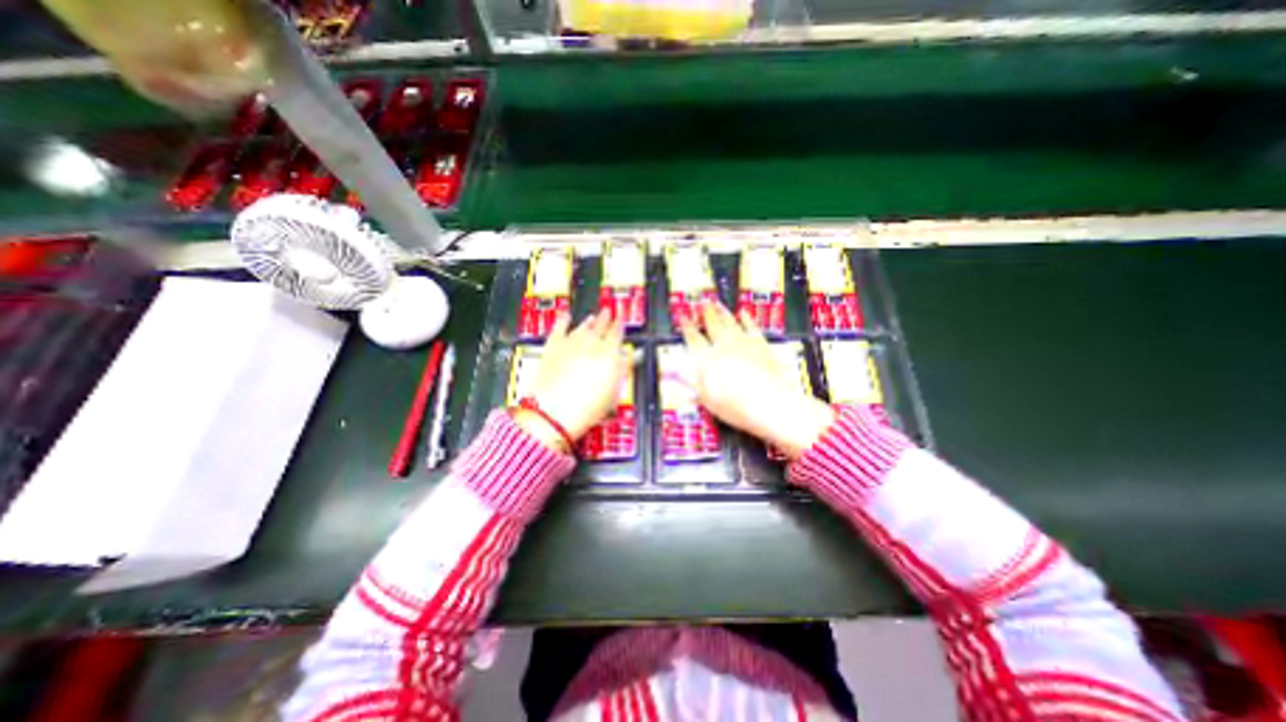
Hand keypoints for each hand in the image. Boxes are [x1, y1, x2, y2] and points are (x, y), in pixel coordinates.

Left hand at [515, 314, 630, 450]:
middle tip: (609, 312)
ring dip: (589, 321)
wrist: (552, 412)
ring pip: (583, 326)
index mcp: (609, 354)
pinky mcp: (552, 347)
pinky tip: (565, 316)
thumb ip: (623, 369)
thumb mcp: (613, 392)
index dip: (620, 325)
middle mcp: (591, 344)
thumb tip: (633, 356)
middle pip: (601, 327)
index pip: (617, 334)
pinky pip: (559, 328)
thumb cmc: (587, 408)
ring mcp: (570, 343)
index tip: (622, 319)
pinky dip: (563, 321)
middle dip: (606, 319)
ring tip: (593, 317)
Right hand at [678, 302, 841, 458]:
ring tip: (717, 304)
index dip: (686, 326)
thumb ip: (690, 380)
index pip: (693, 338)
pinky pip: (751, 327)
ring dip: (722, 312)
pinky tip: (744, 314)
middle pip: (712, 325)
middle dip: (706, 314)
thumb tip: (674, 371)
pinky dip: (747, 319)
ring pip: (730, 322)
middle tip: (703, 304)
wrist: (768, 403)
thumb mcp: (705, 397)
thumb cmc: (734, 405)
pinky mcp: (760, 345)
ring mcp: (743, 343)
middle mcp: (723, 346)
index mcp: (706, 359)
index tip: (682, 316)